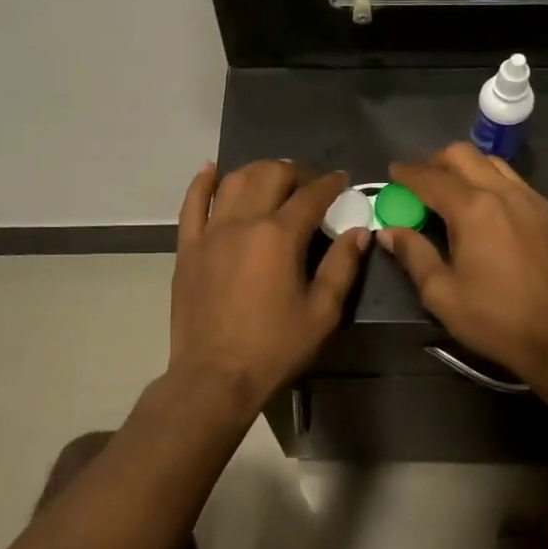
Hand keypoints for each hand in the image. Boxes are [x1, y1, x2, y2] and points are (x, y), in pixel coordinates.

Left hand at [169, 161, 370, 410]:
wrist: (215, 378)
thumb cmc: (275, 348)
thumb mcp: (322, 313)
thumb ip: (342, 266)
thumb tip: (359, 230)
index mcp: (279, 236)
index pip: (311, 195)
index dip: (330, 183)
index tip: (342, 180)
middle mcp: (243, 222)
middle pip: (270, 175)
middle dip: (295, 172)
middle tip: (310, 185)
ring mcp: (210, 232)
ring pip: (233, 180)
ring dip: (257, 171)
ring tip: (272, 180)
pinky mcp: (188, 247)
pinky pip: (191, 204)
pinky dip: (202, 182)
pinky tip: (211, 170)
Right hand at [379, 144, 547, 387]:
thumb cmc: (495, 319)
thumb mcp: (441, 294)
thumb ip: (413, 255)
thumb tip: (390, 231)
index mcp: (472, 209)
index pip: (431, 178)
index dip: (407, 173)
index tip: (394, 173)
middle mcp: (505, 193)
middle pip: (465, 156)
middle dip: (438, 161)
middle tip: (424, 181)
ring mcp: (538, 202)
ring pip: (498, 166)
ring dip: (472, 170)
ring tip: (459, 193)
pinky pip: (524, 190)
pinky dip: (502, 192)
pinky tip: (499, 219)